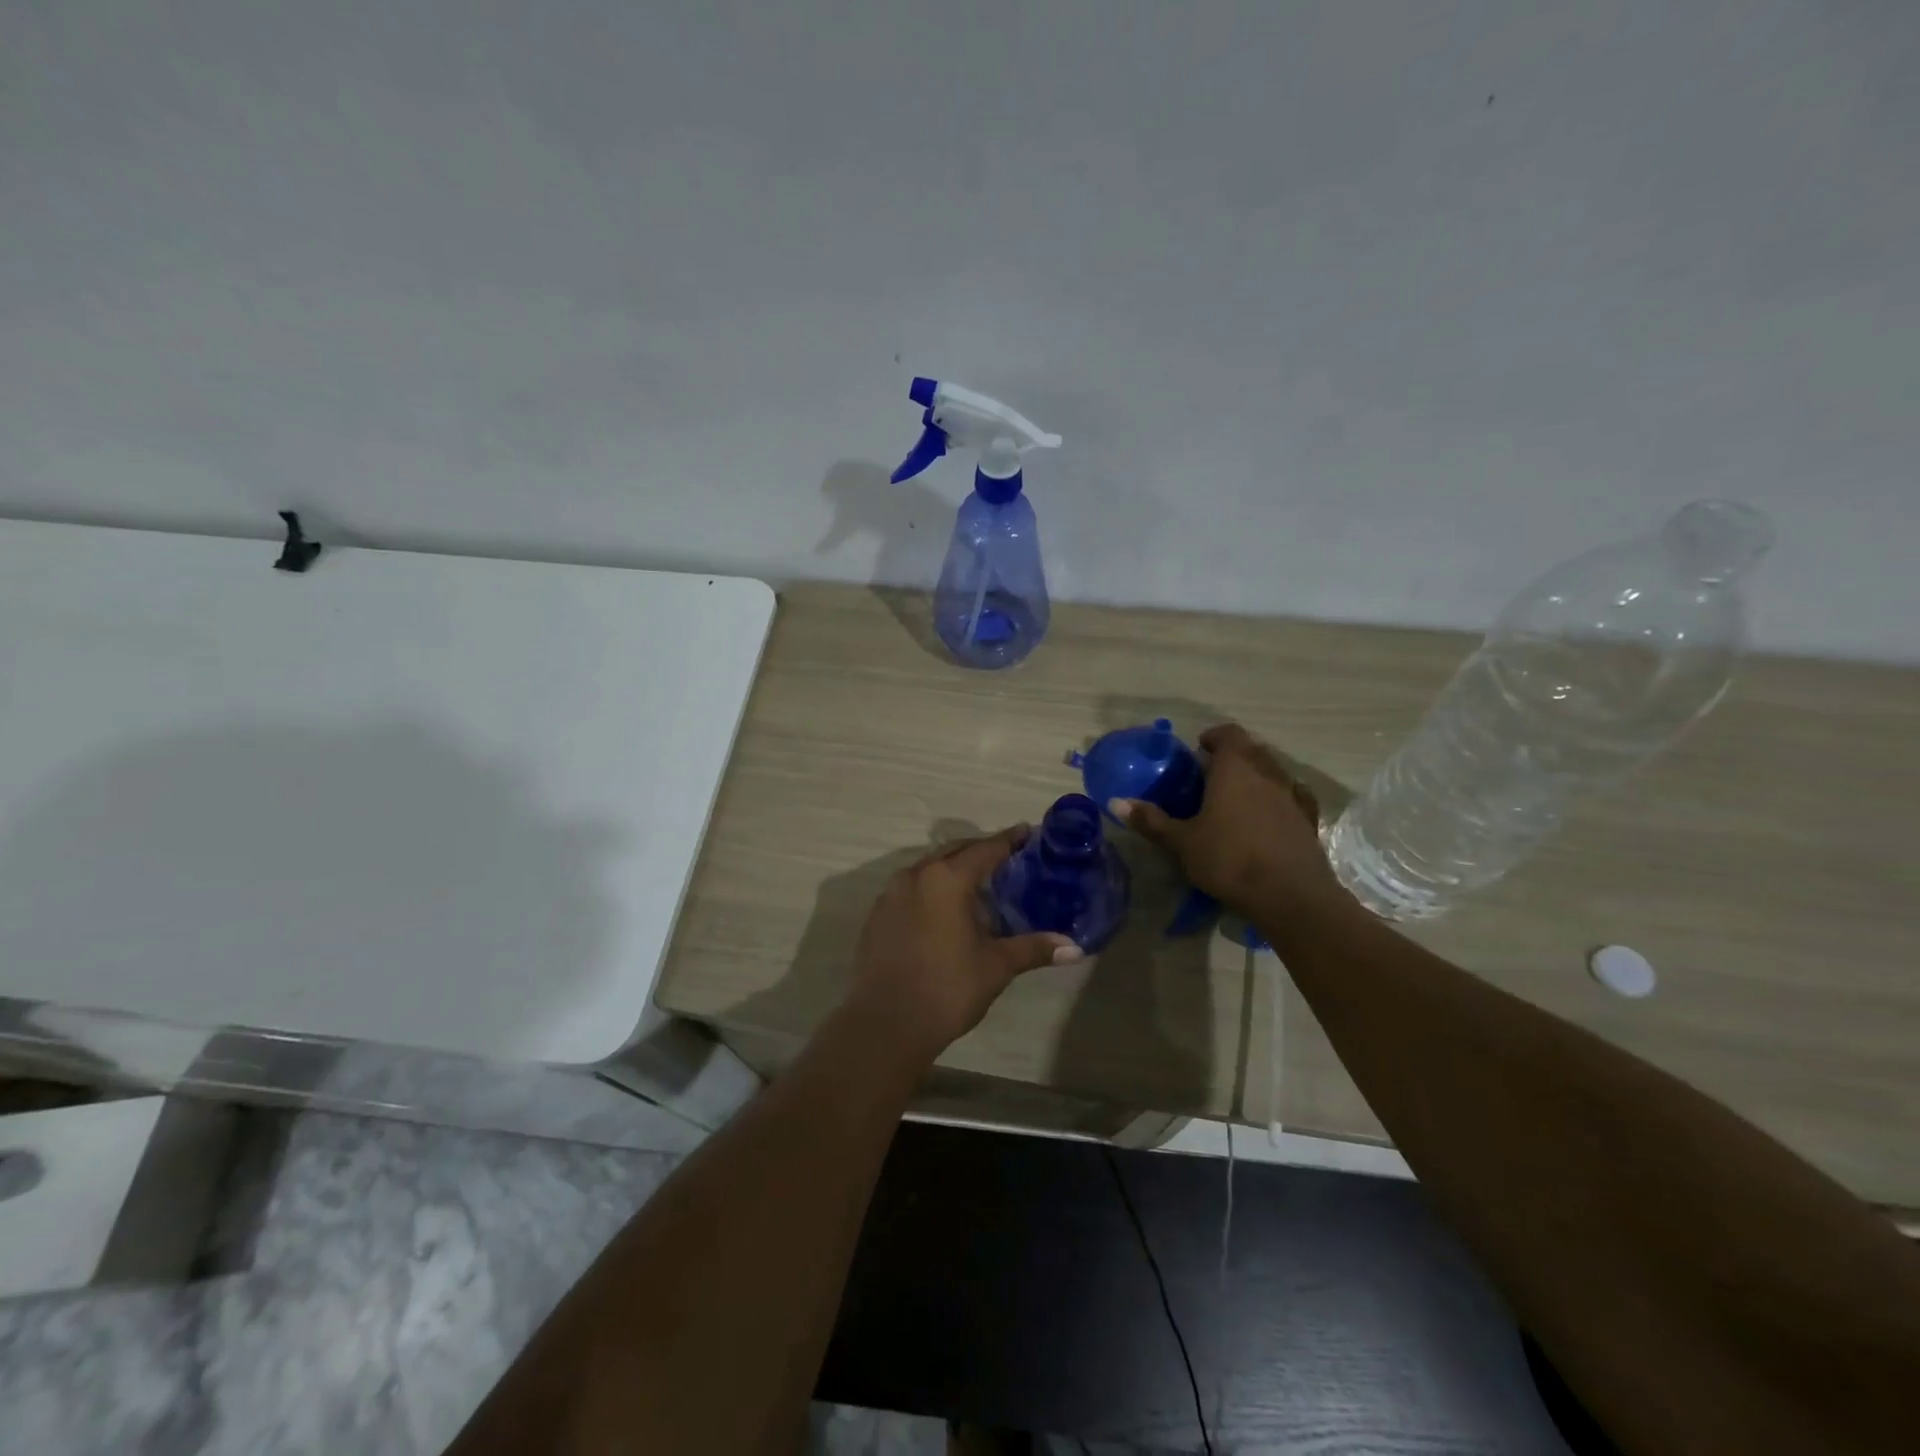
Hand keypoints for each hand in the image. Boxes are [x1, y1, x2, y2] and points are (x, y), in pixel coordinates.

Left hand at [849, 826, 1082, 1057]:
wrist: (886, 1024)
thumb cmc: (947, 988)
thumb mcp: (996, 966)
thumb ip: (1033, 949)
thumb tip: (1074, 948)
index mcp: (946, 879)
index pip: (985, 849)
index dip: (1009, 840)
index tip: (1027, 833)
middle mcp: (915, 875)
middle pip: (954, 851)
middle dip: (980, 851)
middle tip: (1007, 858)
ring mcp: (890, 895)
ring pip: (928, 869)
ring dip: (953, 869)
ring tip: (977, 885)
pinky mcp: (877, 916)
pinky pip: (910, 890)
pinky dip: (931, 890)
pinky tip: (944, 912)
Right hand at [1111, 723, 1346, 919]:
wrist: (1290, 895)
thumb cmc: (1229, 860)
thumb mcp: (1182, 843)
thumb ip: (1151, 820)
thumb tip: (1115, 802)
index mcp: (1234, 769)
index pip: (1228, 734)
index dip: (1213, 737)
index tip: (1199, 750)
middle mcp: (1267, 773)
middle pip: (1252, 749)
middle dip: (1233, 755)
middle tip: (1211, 775)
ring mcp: (1293, 796)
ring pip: (1274, 771)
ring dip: (1257, 775)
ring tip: (1238, 796)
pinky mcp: (1309, 820)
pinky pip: (1294, 796)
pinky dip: (1279, 797)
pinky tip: (1270, 815)